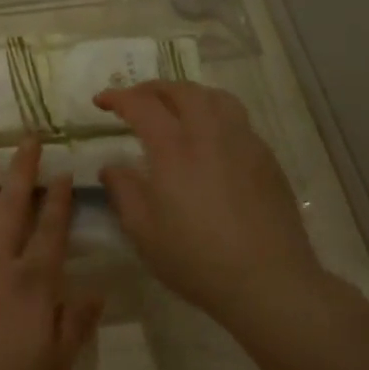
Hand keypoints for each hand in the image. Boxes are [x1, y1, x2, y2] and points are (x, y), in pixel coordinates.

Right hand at [95, 82, 322, 323]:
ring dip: (189, 95)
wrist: (267, 281)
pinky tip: (210, 140)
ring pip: (216, 98)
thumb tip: (112, 167)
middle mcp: (210, 135)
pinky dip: (215, 115)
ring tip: (175, 108)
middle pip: (182, 91)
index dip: (118, 98)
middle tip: (136, 100)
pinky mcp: (266, 159)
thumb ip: (124, 191)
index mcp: (174, 149)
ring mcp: (244, 143)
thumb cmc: (195, 259)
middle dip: (154, 88)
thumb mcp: (143, 231)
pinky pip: (237, 120)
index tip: (101, 101)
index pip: (142, 105)